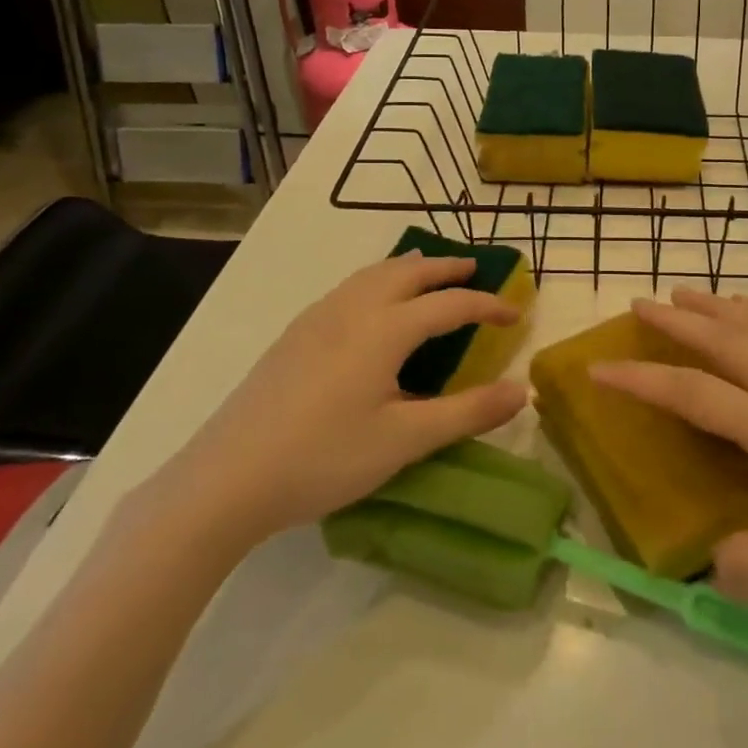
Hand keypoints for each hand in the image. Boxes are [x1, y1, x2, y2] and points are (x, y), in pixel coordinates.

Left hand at [150, 254, 527, 560]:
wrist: (226, 479)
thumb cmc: (324, 458)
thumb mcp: (406, 440)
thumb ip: (468, 412)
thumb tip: (521, 389)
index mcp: (385, 329)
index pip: (450, 304)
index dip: (488, 305)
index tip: (516, 314)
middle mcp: (352, 309)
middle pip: (408, 272)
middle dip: (446, 268)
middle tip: (474, 269)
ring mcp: (317, 318)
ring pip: (372, 274)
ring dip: (408, 268)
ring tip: (427, 273)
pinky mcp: (293, 335)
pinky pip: (348, 288)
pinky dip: (377, 281)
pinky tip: (371, 307)